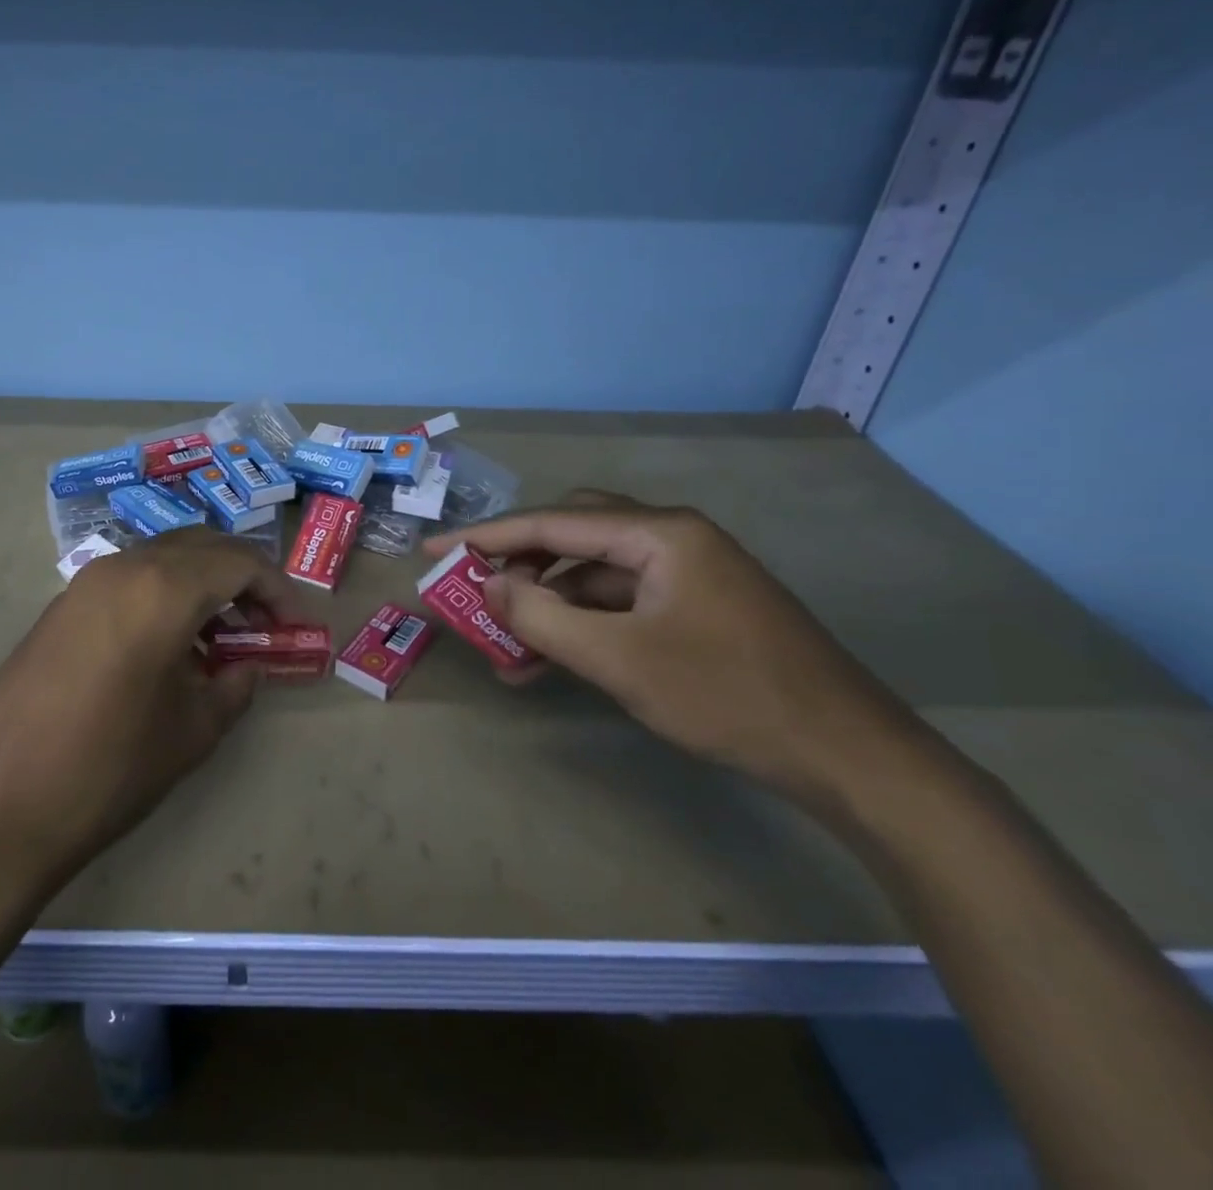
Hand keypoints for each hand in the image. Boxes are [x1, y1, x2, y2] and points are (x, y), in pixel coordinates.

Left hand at [0, 529, 289, 896]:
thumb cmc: (108, 768)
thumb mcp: (192, 731)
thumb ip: (234, 687)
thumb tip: (249, 667)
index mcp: (163, 588)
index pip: (240, 562)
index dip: (278, 590)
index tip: (296, 625)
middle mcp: (124, 567)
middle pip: (201, 547)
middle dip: (241, 578)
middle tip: (263, 625)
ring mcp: (85, 583)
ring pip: (162, 560)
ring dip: (201, 585)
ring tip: (220, 640)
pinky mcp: (61, 607)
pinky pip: (128, 581)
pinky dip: (163, 596)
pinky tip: (168, 648)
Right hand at [425, 491, 915, 803]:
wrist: (849, 757)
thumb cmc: (727, 696)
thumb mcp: (619, 660)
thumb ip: (542, 617)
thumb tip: (489, 585)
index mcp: (659, 533)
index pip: (550, 524)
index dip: (484, 537)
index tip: (433, 552)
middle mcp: (672, 538)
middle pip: (571, 535)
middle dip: (517, 563)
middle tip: (473, 590)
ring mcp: (686, 574)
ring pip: (592, 574)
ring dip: (546, 603)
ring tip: (505, 646)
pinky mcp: (694, 608)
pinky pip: (618, 603)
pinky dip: (580, 625)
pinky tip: (551, 661)